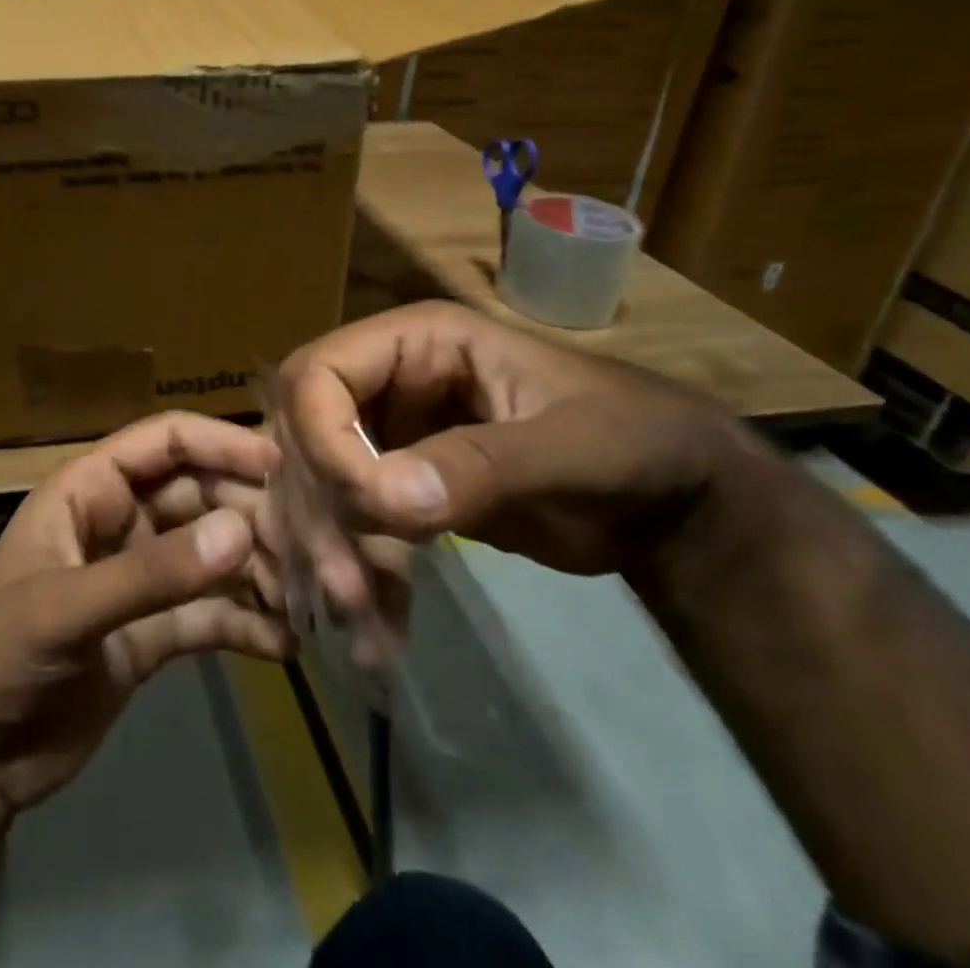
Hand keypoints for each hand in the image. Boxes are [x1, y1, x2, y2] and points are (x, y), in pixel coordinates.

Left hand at [0, 412, 289, 825]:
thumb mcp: (63, 609)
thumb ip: (151, 574)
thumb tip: (240, 530)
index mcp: (89, 490)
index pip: (165, 442)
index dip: (220, 443)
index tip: (279, 464)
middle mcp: (121, 522)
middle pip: (200, 496)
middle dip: (249, 515)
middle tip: (306, 544)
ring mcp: (139, 579)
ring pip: (212, 555)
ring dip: (257, 570)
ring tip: (305, 597)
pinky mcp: (152, 635)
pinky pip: (209, 616)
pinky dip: (245, 624)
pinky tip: (282, 645)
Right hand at [276, 300, 749, 604]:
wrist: (667, 503)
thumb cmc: (633, 445)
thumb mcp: (571, 449)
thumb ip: (483, 465)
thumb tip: (388, 499)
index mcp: (416, 342)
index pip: (317, 374)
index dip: (320, 438)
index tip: (362, 511)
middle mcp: (384, 381)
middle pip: (301, 434)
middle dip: (318, 510)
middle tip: (345, 592)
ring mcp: (385, 434)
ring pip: (313, 484)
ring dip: (325, 551)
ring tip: (360, 620)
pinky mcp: (393, 486)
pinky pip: (346, 523)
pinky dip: (352, 572)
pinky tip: (376, 627)